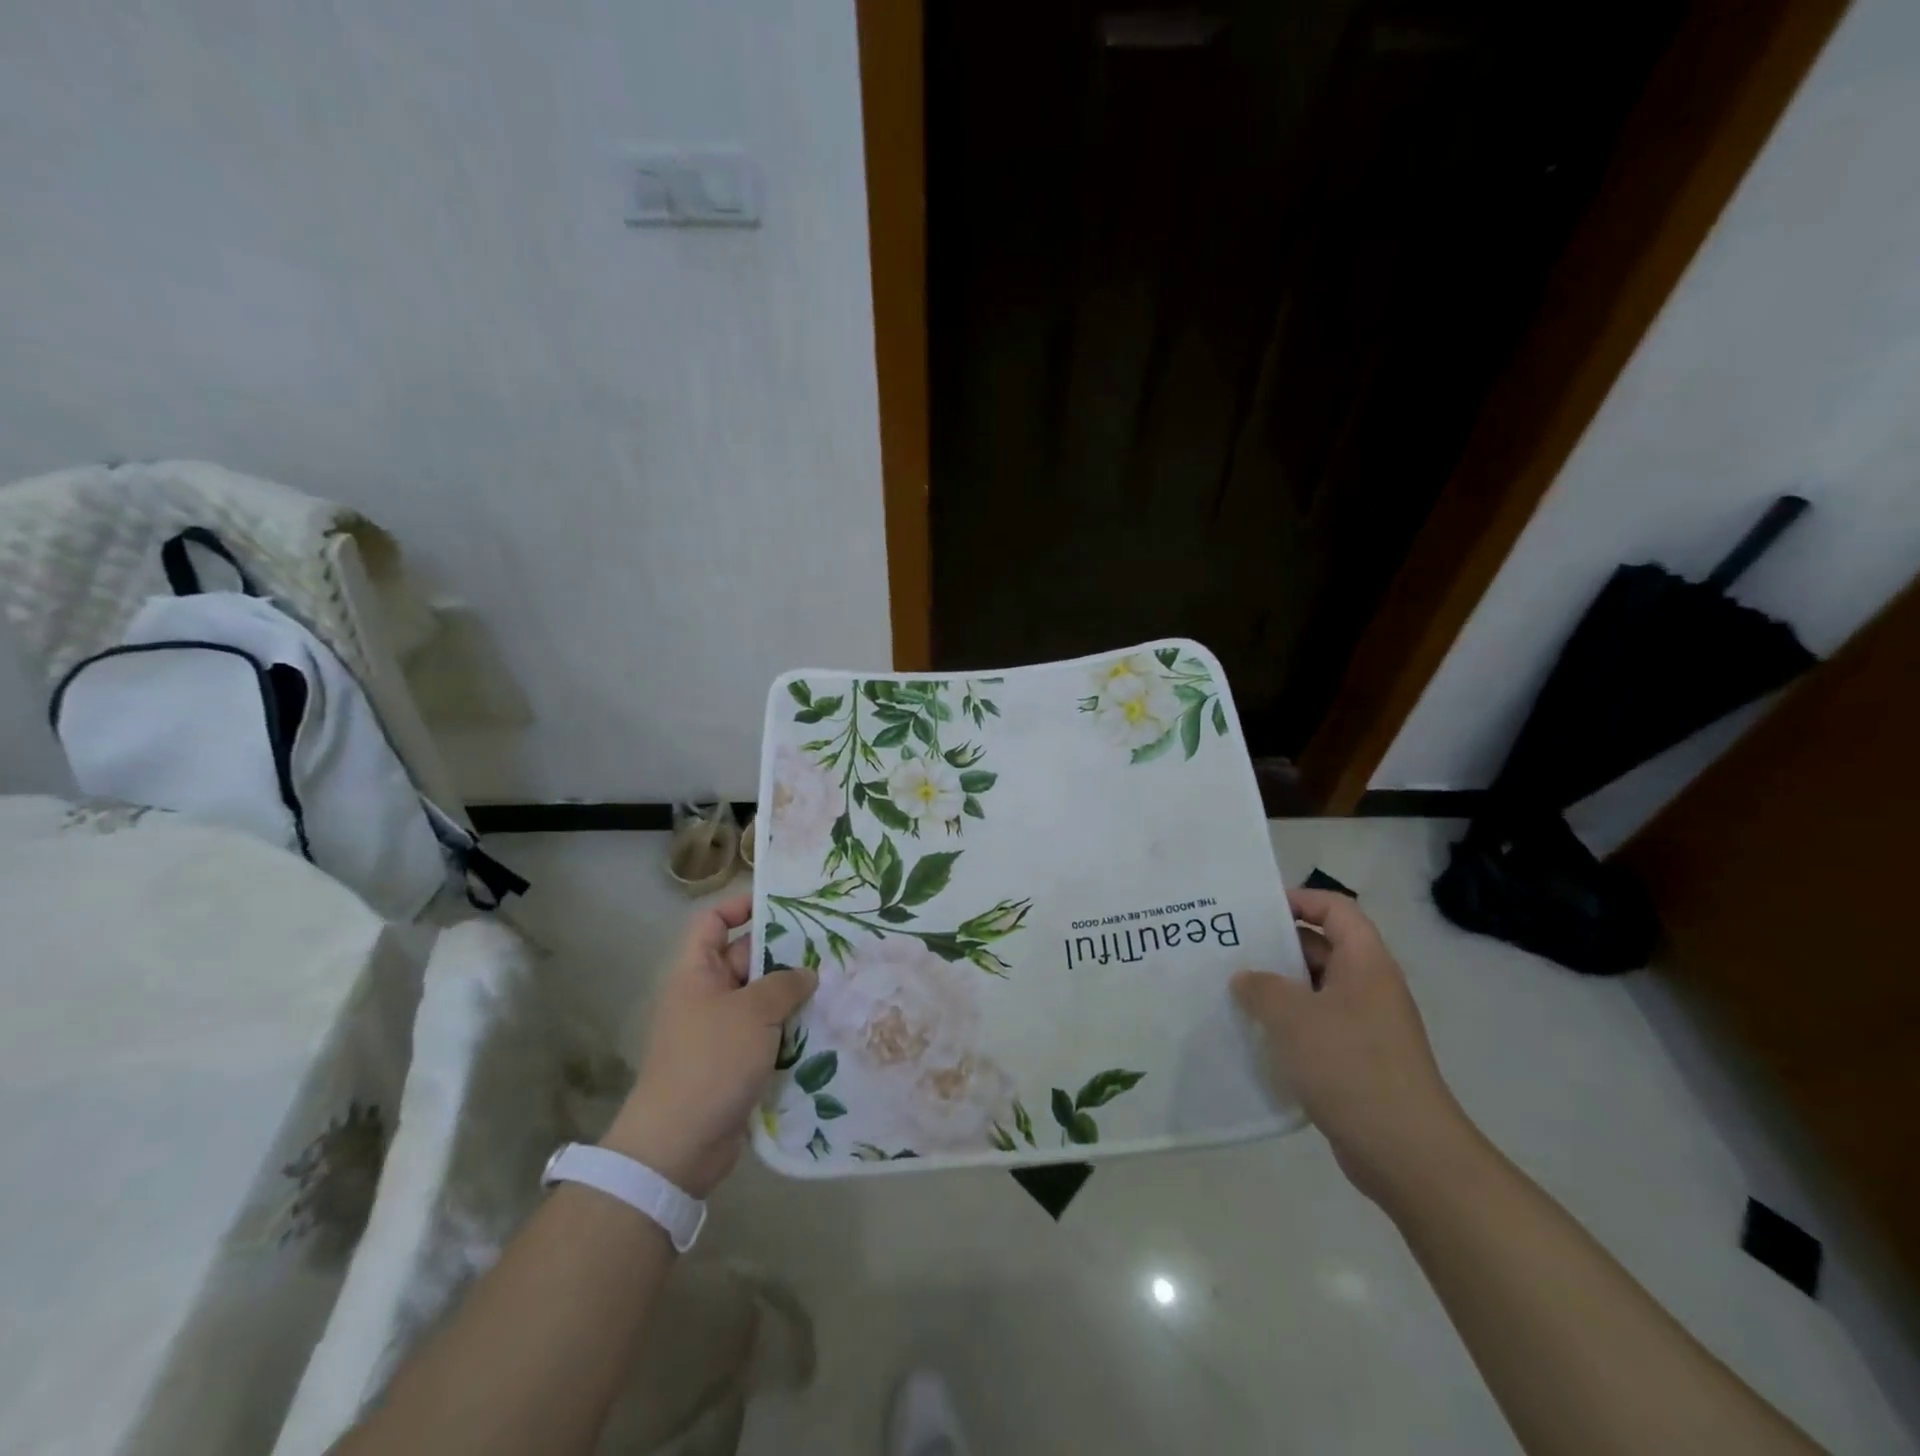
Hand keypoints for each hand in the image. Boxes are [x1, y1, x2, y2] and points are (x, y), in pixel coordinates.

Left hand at [602, 894, 815, 1198]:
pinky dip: (791, 1031)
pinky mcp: (735, 1064)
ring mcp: (721, 1032)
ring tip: (838, 983)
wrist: (678, 1146)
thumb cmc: (710, 1061)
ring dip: (794, 995)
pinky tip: (827, 1027)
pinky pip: (767, 1035)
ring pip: (762, 1000)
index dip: (742, 906)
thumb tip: (805, 973)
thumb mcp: (752, 1012)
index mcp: (697, 972)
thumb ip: (783, 984)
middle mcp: (706, 996)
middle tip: (830, 946)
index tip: (785, 904)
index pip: (713, 922)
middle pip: (746, 959)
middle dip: (784, 953)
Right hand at [1231, 888, 1476, 1203]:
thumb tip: (1245, 979)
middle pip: (1323, 948)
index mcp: (1365, 963)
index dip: (1299, 899)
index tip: (1256, 911)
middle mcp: (1371, 987)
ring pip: (1317, 991)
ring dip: (1279, 990)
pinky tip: (1256, 1038)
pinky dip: (1289, 1026)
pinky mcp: (1360, 1061)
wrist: (1406, 1152)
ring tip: (1234, 993)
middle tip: (1231, 951)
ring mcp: (1368, 1026)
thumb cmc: (1349, 1065)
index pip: (1336, 909)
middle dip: (1277, 947)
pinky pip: (1319, 1027)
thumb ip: (1261, 987)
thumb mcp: (1292, 1016)